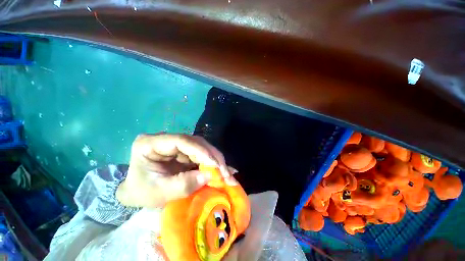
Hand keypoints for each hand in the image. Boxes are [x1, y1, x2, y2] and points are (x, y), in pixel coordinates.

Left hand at [116, 133, 231, 207]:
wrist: (136, 192)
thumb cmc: (141, 192)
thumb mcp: (158, 193)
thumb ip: (183, 184)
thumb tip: (209, 176)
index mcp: (151, 143)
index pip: (181, 141)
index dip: (201, 151)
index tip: (216, 166)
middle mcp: (167, 139)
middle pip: (196, 143)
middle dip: (213, 158)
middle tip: (226, 173)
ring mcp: (178, 144)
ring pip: (203, 147)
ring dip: (216, 161)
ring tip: (227, 174)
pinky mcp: (185, 151)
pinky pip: (203, 154)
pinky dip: (213, 164)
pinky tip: (223, 170)